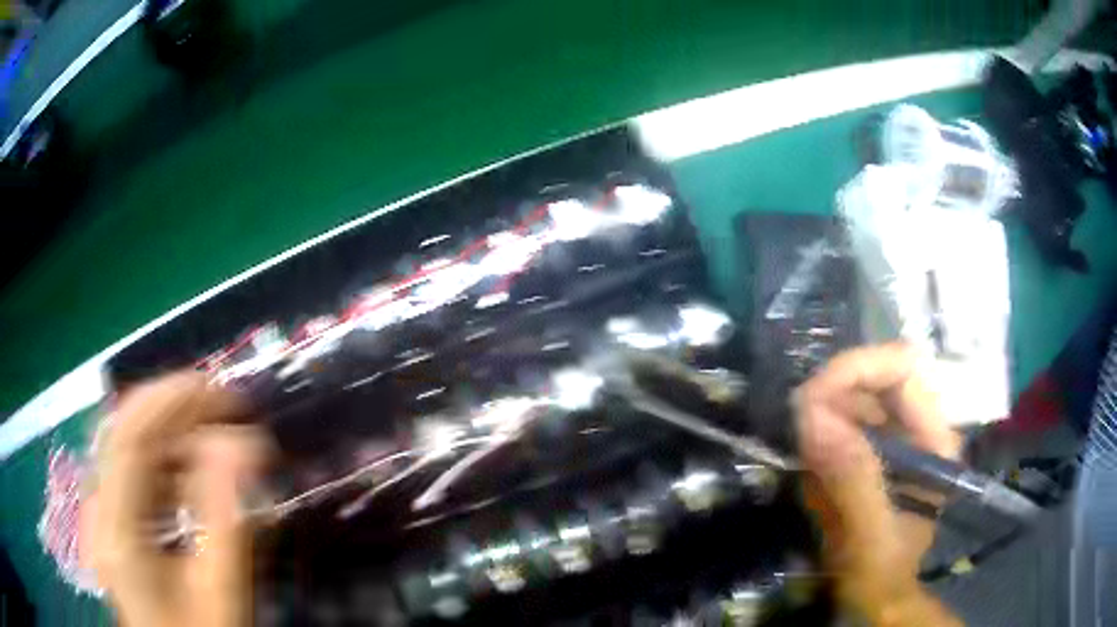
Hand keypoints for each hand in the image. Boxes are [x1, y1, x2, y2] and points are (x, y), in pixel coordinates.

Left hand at [83, 373, 268, 626]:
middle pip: (124, 431)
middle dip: (172, 406)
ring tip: (217, 434)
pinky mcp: (113, 520)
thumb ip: (227, 522)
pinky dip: (165, 459)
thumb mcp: (219, 592)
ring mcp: (103, 512)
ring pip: (128, 446)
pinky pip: (133, 472)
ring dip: (171, 431)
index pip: (130, 437)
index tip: (220, 390)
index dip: (171, 399)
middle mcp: (101, 509)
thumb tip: (242, 445)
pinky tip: (194, 471)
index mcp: (118, 529)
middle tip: (224, 406)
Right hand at [796, 344, 961, 626]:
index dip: (857, 369)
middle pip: (875, 375)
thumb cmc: (883, 575)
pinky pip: (841, 421)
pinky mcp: (870, 451)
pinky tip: (810, 466)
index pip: (902, 368)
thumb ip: (853, 481)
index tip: (812, 398)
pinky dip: (819, 434)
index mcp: (934, 439)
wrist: (877, 599)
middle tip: (797, 425)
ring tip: (803, 454)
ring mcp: (893, 437)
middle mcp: (917, 427)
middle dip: (833, 390)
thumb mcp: (870, 537)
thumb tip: (815, 416)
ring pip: (855, 395)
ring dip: (822, 413)